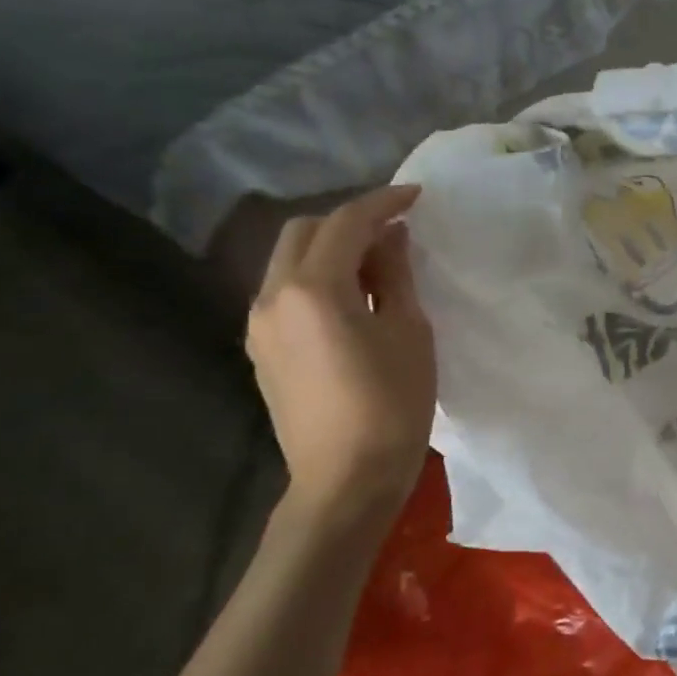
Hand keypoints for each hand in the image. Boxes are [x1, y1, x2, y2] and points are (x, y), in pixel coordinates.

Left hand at [246, 186, 434, 532]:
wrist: (345, 479)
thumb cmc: (392, 405)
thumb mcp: (409, 332)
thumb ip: (395, 276)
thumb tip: (392, 238)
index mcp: (313, 289)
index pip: (346, 223)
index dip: (383, 202)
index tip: (417, 196)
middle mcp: (272, 296)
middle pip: (304, 232)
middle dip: (349, 221)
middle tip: (396, 233)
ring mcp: (259, 324)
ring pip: (289, 260)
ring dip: (331, 249)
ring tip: (377, 266)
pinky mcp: (261, 349)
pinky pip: (285, 291)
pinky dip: (317, 278)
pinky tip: (350, 300)